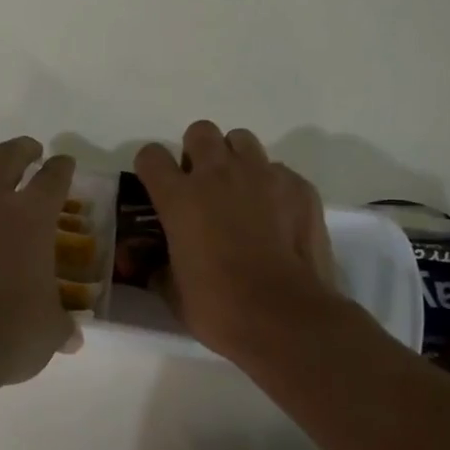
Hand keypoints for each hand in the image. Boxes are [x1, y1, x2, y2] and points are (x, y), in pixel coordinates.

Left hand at [0, 129, 80, 391]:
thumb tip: (73, 339)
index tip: (65, 162)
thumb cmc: (10, 330)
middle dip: (20, 149)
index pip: (53, 179)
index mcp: (32, 218)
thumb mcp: (49, 330)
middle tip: (29, 148)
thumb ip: (61, 326)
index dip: (62, 167)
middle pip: (6, 161)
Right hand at [132, 121, 344, 361]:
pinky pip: (279, 170)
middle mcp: (218, 174)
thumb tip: (150, 264)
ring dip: (235, 159)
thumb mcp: (173, 291)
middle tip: (202, 185)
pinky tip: (276, 215)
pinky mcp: (299, 187)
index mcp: (179, 197)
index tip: (157, 187)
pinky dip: (272, 185)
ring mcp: (263, 176)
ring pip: (242, 141)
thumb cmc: (219, 307)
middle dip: (197, 152)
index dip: (151, 168)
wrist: (287, 318)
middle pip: (200, 132)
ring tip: (240, 191)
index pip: (151, 156)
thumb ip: (157, 267)